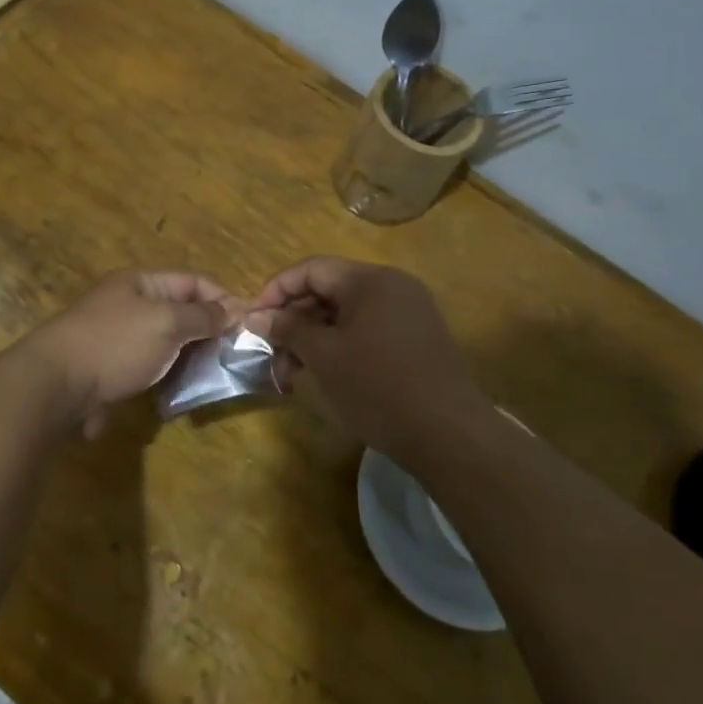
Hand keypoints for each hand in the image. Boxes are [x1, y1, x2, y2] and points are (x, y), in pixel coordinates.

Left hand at [26, 271, 238, 436]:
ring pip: (167, 343)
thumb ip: (203, 316)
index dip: (224, 298)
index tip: (250, 324)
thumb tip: (233, 310)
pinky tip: (186, 392)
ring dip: (191, 357)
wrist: (56, 385)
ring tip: (217, 375)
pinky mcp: (111, 370)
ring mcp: (118, 339)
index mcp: (141, 283)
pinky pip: (150, 368)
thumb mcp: (167, 323)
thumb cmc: (116, 344)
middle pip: (181, 312)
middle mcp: (130, 305)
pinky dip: (170, 376)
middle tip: (238, 354)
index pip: (194, 282)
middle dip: (210, 331)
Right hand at [250, 257, 490, 467]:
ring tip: (294, 370)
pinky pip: (369, 328)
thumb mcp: (324, 356)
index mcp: (370, 280)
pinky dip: (342, 344)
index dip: (276, 291)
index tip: (253, 321)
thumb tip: (255, 315)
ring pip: (348, 312)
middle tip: (272, 351)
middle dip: (295, 318)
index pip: (311, 269)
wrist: (449, 434)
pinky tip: (327, 372)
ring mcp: (410, 311)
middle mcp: (393, 285)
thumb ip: (288, 329)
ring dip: (316, 335)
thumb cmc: (378, 387)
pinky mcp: (419, 337)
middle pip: (330, 288)